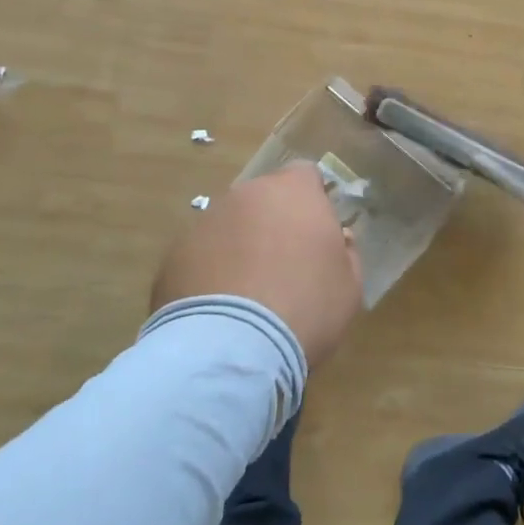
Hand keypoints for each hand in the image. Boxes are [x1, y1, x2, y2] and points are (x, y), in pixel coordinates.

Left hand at [151, 162, 362, 367]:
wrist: (230, 349)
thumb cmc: (305, 308)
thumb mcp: (349, 286)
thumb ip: (345, 252)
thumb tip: (337, 240)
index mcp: (294, 191)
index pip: (306, 175)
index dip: (313, 201)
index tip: (317, 233)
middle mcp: (247, 194)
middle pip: (265, 199)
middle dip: (274, 223)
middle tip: (284, 266)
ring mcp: (206, 221)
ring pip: (231, 225)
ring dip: (240, 247)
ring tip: (247, 295)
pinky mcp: (175, 253)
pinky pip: (202, 255)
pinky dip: (210, 273)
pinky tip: (218, 311)